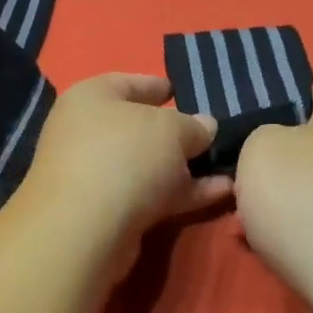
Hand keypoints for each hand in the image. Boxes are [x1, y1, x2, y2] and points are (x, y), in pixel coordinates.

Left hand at [19, 74, 231, 251]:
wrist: (85, 229)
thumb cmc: (125, 155)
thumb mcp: (170, 128)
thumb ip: (192, 126)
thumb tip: (205, 127)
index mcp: (91, 98)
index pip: (126, 83)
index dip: (155, 85)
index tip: (180, 91)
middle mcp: (86, 133)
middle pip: (137, 128)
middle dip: (175, 134)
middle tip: (210, 135)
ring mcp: (94, 176)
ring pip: (146, 166)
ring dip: (184, 168)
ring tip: (227, 167)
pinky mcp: (107, 213)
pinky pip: (150, 196)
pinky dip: (182, 193)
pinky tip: (223, 192)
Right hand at [234, 75, 312, 312]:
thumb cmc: (309, 203)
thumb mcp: (259, 151)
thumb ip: (261, 138)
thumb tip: (279, 152)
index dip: (294, 93)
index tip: (261, 117)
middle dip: (281, 162)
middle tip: (244, 181)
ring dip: (286, 206)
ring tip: (245, 226)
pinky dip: (304, 239)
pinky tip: (274, 256)